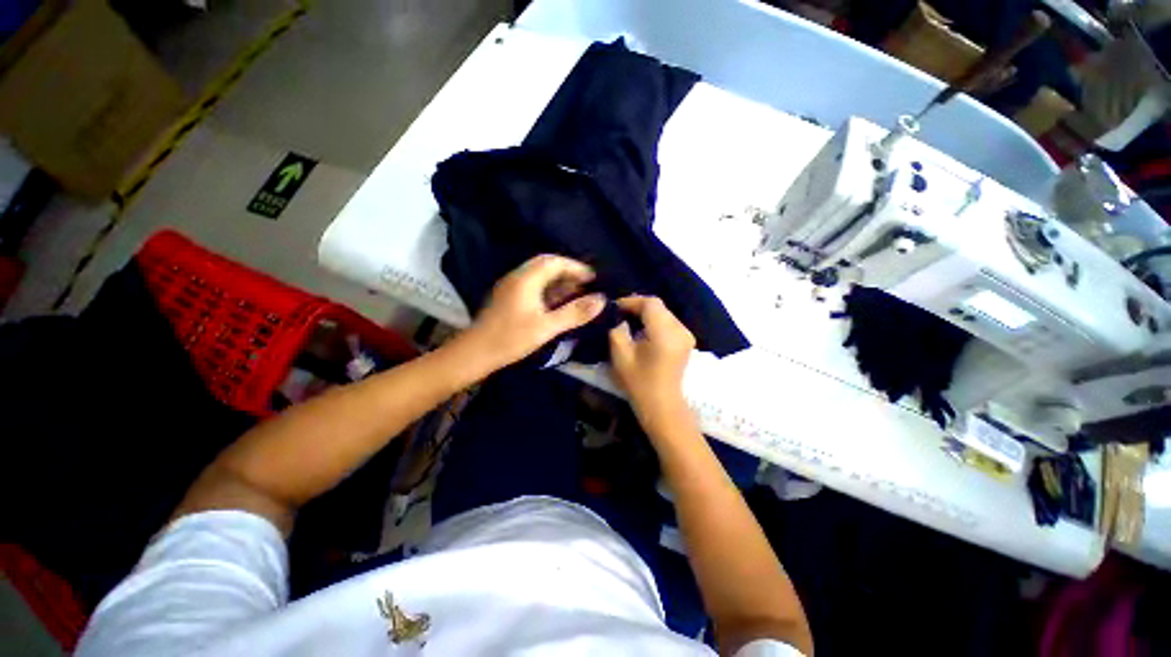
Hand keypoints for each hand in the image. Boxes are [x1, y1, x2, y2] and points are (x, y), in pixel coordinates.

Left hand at [460, 255, 605, 372]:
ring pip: (539, 275)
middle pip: (546, 265)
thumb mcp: (547, 327)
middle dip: (568, 272)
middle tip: (586, 284)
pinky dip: (548, 290)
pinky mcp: (508, 297)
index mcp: (526, 279)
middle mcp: (517, 276)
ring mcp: (511, 286)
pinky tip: (557, 303)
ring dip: (558, 281)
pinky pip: (532, 285)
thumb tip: (601, 300)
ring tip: (576, 293)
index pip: (555, 262)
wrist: (475, 353)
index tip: (594, 278)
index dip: (576, 267)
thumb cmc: (511, 338)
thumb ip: (574, 312)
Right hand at [608, 295, 695, 431]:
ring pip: (664, 313)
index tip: (615, 307)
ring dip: (646, 313)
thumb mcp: (620, 355)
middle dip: (638, 306)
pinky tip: (642, 329)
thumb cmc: (639, 382)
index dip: (632, 301)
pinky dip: (654, 321)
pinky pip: (669, 322)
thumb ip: (617, 330)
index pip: (651, 304)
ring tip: (629, 319)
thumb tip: (620, 318)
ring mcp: (686, 335)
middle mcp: (680, 330)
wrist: (661, 405)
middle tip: (620, 312)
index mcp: (665, 333)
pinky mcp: (686, 341)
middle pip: (659, 307)